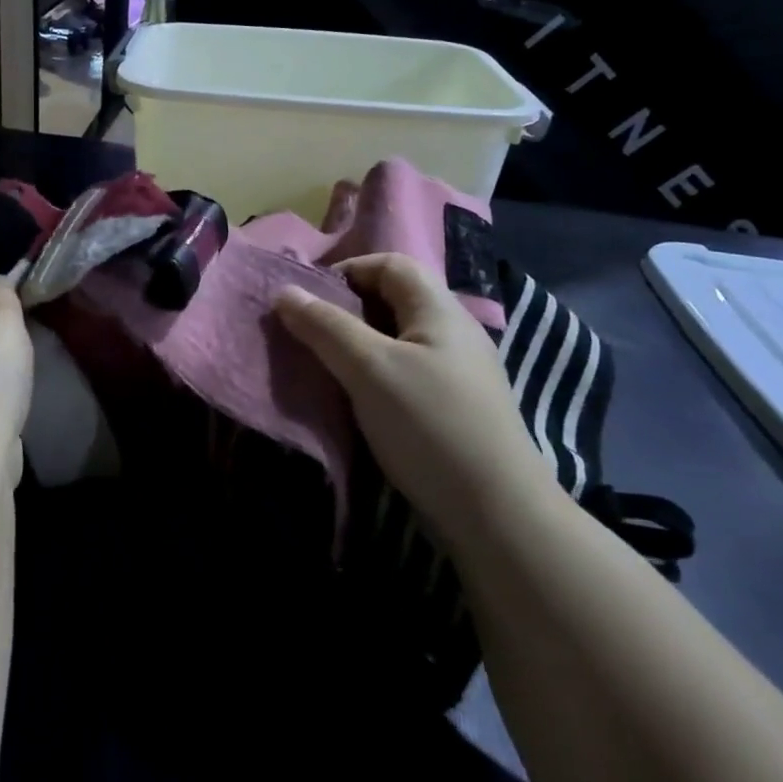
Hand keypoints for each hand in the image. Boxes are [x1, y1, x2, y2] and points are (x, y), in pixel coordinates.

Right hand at [273, 254, 552, 529]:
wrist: (497, 516)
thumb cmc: (430, 426)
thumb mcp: (369, 369)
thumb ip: (325, 326)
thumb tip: (285, 290)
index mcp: (440, 310)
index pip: (391, 264)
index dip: (348, 270)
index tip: (309, 299)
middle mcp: (453, 333)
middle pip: (393, 300)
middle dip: (347, 309)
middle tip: (309, 333)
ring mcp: (458, 373)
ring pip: (397, 339)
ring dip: (358, 345)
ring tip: (324, 366)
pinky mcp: (454, 409)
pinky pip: (405, 373)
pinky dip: (374, 375)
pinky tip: (356, 400)